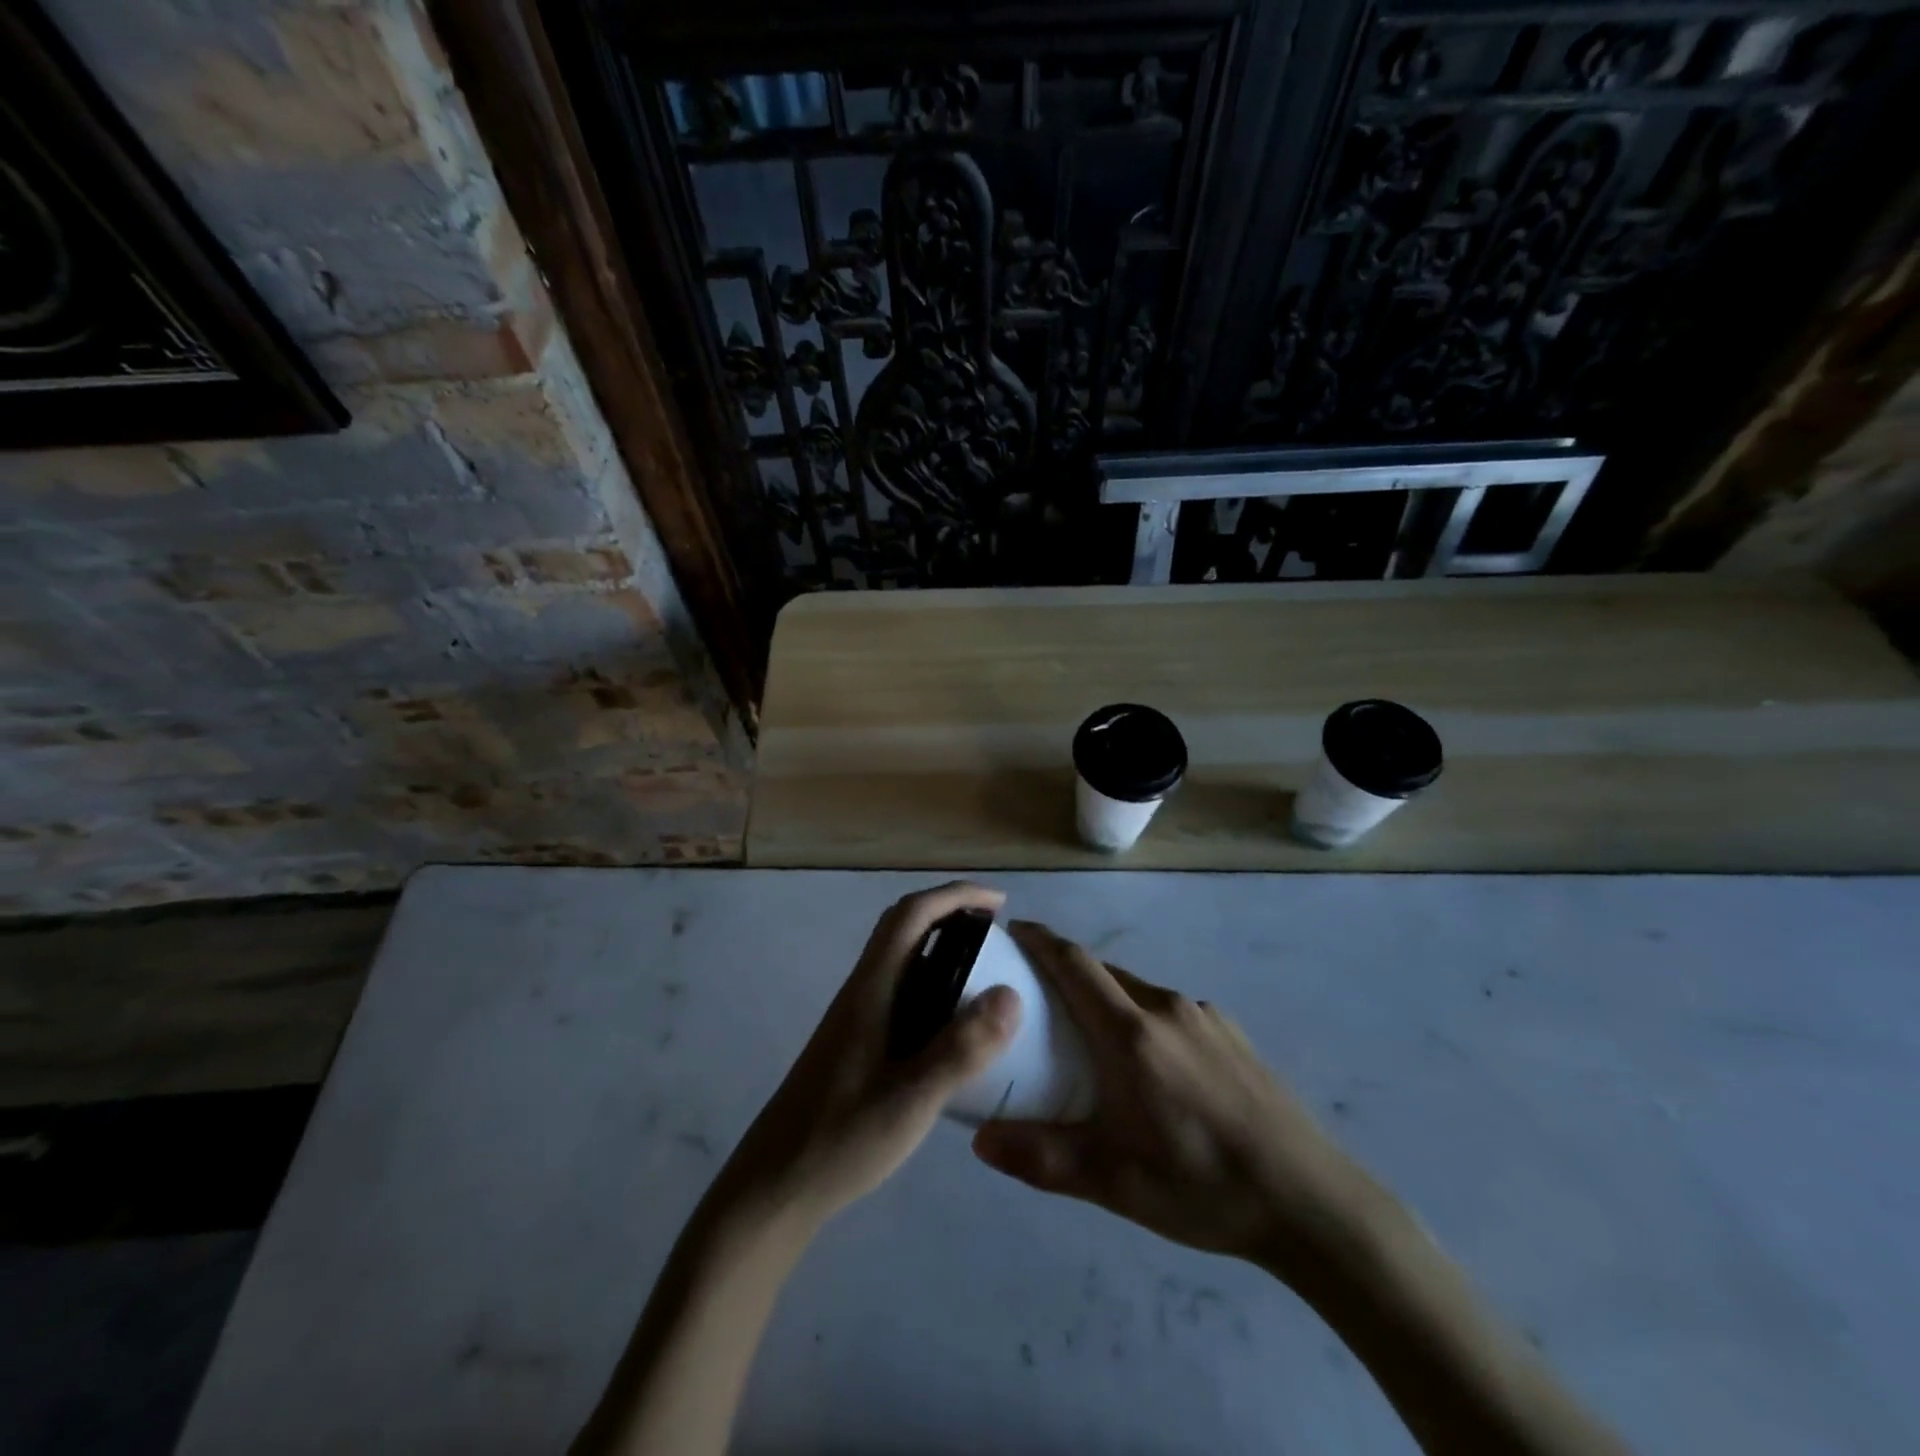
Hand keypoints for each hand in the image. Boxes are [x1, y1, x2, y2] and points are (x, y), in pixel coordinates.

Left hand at [713, 883, 1021, 1231]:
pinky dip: (934, 985)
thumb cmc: (841, 1139)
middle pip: (903, 927)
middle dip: (950, 913)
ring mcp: (857, 1017)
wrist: (774, 1186)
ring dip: (942, 948)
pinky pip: (902, 991)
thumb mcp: (911, 1100)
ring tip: (986, 974)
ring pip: (901, 959)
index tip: (999, 903)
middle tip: (996, 933)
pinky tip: (955, 1026)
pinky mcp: (857, 1042)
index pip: (912, 915)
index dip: (955, 896)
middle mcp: (862, 991)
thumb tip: (1011, 994)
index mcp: (871, 989)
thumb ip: (960, 1050)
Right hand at [972, 922, 1378, 1283]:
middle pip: (1104, 973)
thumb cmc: (1202, 1185)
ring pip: (1138, 992)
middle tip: (1037, 1004)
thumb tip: (980, 1140)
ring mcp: (1204, 1017)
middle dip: (1066, 975)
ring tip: (1092, 1043)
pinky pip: (1171, 1012)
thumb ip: (1041, 1158)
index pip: (1075, 963)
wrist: (1310, 1200)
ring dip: (1107, 1001)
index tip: (1013, 931)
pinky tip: (1154, 1070)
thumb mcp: (1113, 1183)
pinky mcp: (1232, 1034)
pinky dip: (1144, 1021)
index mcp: (1131, 1033)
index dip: (1041, 940)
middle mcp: (1166, 1008)